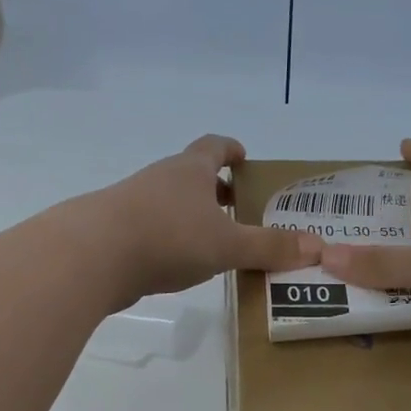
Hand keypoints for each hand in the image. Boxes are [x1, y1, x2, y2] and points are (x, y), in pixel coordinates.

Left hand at [84, 135, 320, 305]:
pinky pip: (151, 229)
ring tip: (215, 242)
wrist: (92, 256)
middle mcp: (161, 179)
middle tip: (240, 209)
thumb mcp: (227, 245)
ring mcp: (133, 204)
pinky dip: (169, 239)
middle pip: (192, 175)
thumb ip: (270, 247)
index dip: (231, 150)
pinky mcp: (116, 232)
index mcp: (190, 170)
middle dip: (216, 189)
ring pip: (170, 203)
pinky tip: (179, 264)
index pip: (214, 146)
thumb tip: (318, 247)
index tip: (245, 158)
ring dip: (192, 217)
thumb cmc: (168, 237)